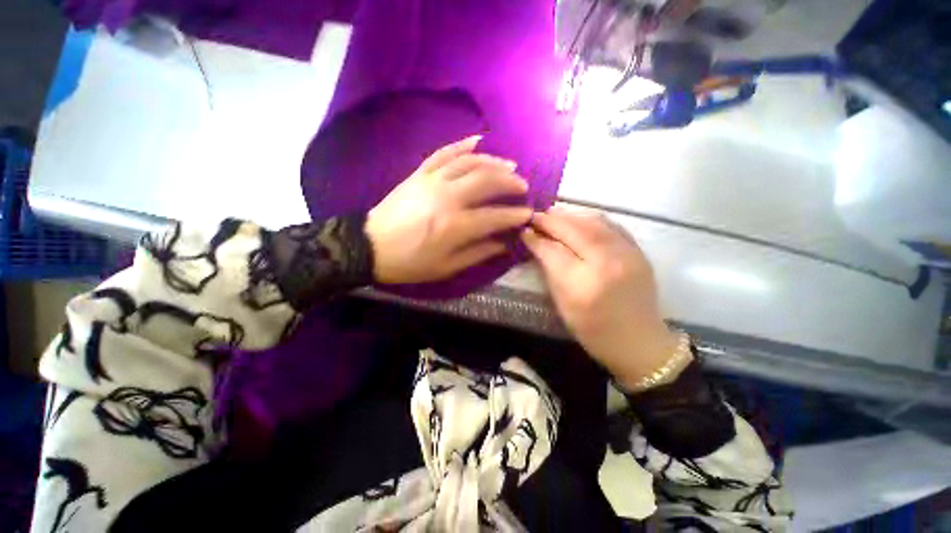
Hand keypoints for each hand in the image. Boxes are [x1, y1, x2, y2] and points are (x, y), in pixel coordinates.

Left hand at [366, 136, 531, 283]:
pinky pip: (443, 153)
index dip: (515, 215)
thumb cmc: (409, 262)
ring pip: (470, 163)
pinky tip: (478, 141)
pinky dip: (462, 145)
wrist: (370, 246)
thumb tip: (503, 244)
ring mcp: (432, 181)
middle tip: (523, 187)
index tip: (528, 214)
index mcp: (455, 226)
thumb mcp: (446, 267)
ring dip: (494, 162)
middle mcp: (448, 198)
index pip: (495, 216)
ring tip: (510, 166)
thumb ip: (477, 254)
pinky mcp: (419, 174)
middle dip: (510, 182)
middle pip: (487, 181)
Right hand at [521, 208, 684, 389]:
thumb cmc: (593, 330)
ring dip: (569, 215)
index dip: (536, 238)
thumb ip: (549, 270)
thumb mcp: (562, 304)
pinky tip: (578, 220)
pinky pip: (610, 225)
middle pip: (573, 230)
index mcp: (583, 284)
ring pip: (593, 221)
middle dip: (550, 220)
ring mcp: (627, 254)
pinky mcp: (638, 251)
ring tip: (553, 215)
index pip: (553, 251)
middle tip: (535, 215)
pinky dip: (590, 219)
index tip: (524, 229)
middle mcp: (606, 263)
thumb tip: (535, 243)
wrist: (639, 341)